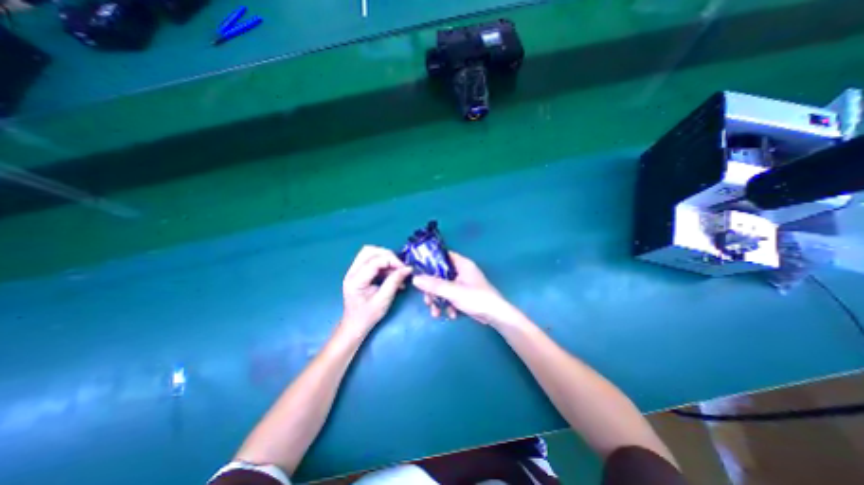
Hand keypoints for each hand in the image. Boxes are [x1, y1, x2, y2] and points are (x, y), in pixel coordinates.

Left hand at [342, 247, 410, 333]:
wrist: (354, 325)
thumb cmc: (368, 316)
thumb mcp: (384, 300)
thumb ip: (394, 282)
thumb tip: (407, 269)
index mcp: (355, 280)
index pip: (374, 261)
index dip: (392, 261)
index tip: (405, 269)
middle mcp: (351, 272)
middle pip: (370, 251)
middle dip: (388, 255)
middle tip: (400, 267)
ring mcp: (353, 270)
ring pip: (370, 252)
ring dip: (386, 258)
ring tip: (396, 270)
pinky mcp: (358, 272)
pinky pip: (371, 259)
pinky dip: (383, 263)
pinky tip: (391, 273)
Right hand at [411, 251, 526, 328]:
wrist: (496, 316)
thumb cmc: (477, 298)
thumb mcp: (453, 291)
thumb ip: (434, 285)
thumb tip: (415, 278)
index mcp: (462, 264)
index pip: (442, 256)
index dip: (430, 261)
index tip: (418, 271)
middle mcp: (461, 271)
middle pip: (440, 274)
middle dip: (432, 289)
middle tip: (427, 300)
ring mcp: (462, 283)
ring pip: (443, 287)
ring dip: (438, 300)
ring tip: (436, 312)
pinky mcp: (463, 294)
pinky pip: (449, 296)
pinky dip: (447, 304)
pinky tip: (450, 315)